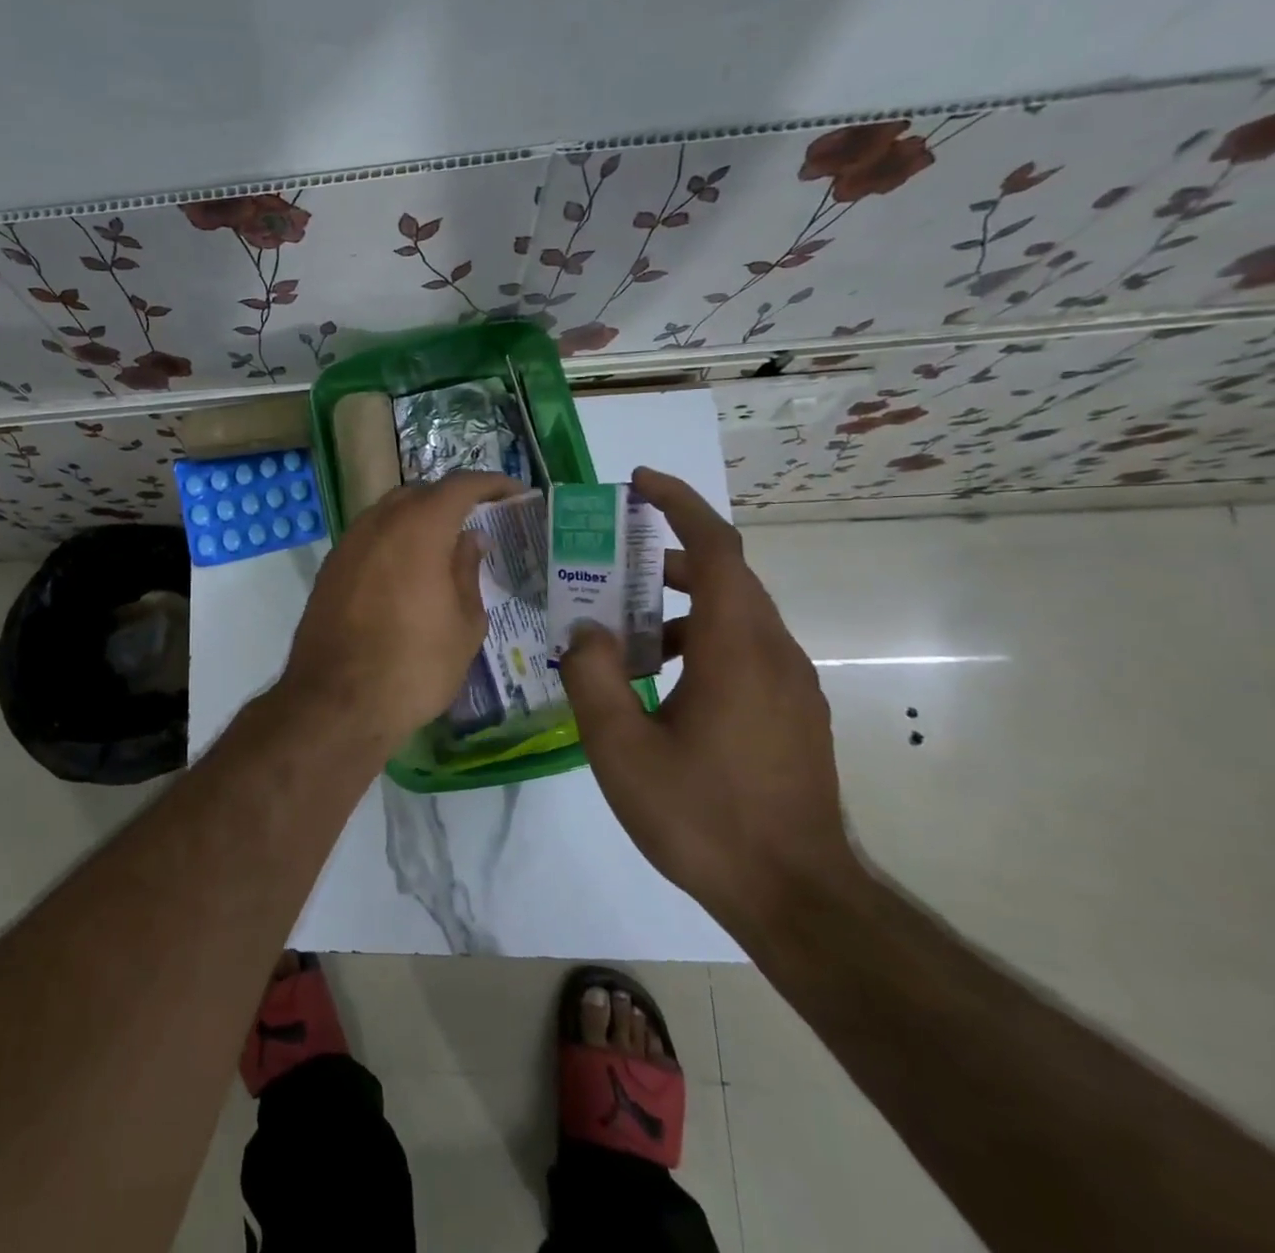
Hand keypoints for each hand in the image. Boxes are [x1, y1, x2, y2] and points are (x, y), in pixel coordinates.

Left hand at [278, 471, 521, 761]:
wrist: (337, 703)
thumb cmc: (415, 666)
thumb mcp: (464, 624)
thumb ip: (468, 571)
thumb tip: (469, 539)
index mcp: (418, 528)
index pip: (460, 485)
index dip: (492, 484)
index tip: (515, 493)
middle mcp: (378, 524)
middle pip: (419, 494)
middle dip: (451, 500)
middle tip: (478, 522)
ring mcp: (347, 545)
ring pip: (388, 514)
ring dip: (418, 520)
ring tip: (443, 548)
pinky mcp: (329, 570)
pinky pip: (368, 540)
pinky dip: (392, 542)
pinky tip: (406, 573)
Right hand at [558, 468, 856, 932]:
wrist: (796, 896)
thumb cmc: (702, 816)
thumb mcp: (621, 748)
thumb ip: (593, 677)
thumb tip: (585, 631)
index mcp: (736, 649)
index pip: (716, 548)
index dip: (680, 505)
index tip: (639, 484)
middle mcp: (773, 653)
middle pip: (725, 576)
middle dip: (667, 556)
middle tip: (610, 564)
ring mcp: (791, 685)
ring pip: (734, 616)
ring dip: (679, 606)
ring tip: (622, 634)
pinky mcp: (793, 713)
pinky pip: (744, 651)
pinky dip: (699, 641)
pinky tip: (660, 685)